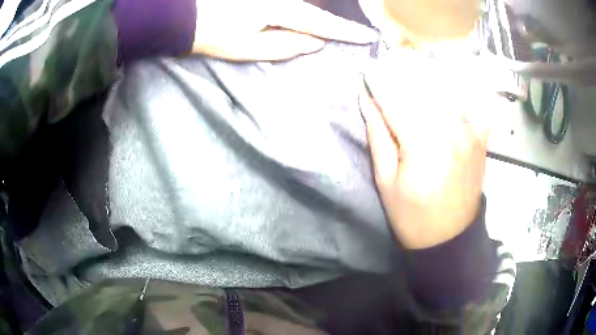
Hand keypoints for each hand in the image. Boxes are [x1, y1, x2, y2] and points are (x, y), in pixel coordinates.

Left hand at [192, 0, 377, 60]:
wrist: (186, 16)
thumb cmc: (214, 34)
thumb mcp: (249, 47)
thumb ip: (286, 45)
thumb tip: (315, 42)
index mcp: (279, 10)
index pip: (320, 22)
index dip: (345, 31)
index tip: (367, 36)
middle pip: (314, 9)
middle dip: (335, 21)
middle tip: (357, 30)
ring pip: (302, 4)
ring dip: (319, 14)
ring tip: (336, 28)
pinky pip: (290, 3)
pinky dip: (302, 9)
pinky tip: (305, 18)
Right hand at [359, 55, 491, 248]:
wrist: (450, 237)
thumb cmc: (412, 215)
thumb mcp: (385, 181)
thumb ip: (378, 135)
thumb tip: (367, 101)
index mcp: (422, 143)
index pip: (395, 98)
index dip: (379, 82)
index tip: (368, 71)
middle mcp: (450, 128)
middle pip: (422, 86)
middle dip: (401, 72)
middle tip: (388, 65)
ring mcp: (470, 130)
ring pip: (446, 88)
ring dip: (426, 75)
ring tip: (411, 69)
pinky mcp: (481, 137)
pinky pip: (472, 101)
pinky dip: (459, 89)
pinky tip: (447, 85)